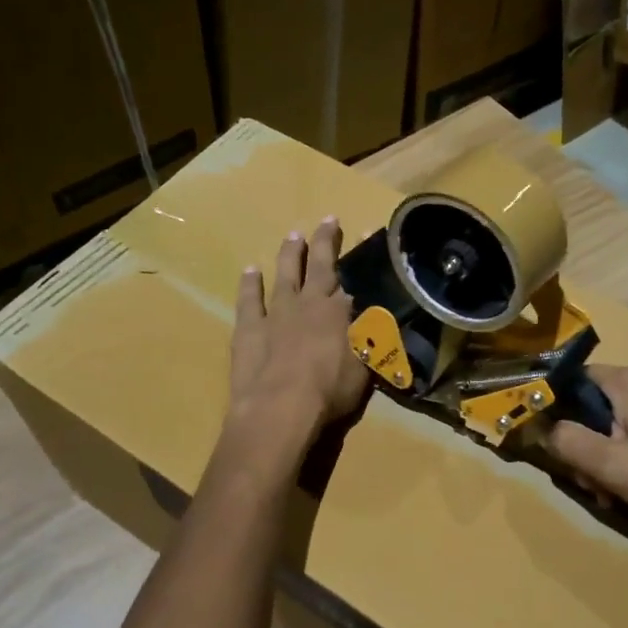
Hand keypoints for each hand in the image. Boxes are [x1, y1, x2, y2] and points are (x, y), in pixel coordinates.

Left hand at [228, 218, 368, 449]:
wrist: (280, 408)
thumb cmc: (330, 391)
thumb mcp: (364, 367)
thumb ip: (369, 340)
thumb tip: (378, 319)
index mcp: (339, 312)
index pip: (352, 277)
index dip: (356, 255)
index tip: (361, 232)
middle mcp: (309, 303)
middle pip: (319, 265)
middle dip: (324, 241)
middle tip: (327, 219)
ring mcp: (276, 313)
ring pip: (285, 274)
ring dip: (290, 254)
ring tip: (293, 236)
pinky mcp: (249, 329)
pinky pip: (250, 299)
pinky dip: (250, 284)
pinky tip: (250, 271)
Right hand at [540, 365, 627, 550]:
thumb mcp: (609, 464)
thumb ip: (568, 442)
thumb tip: (545, 427)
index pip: (577, 378)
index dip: (558, 406)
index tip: (553, 440)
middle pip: (599, 403)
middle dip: (587, 441)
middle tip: (588, 480)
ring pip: (620, 419)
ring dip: (608, 453)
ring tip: (611, 491)